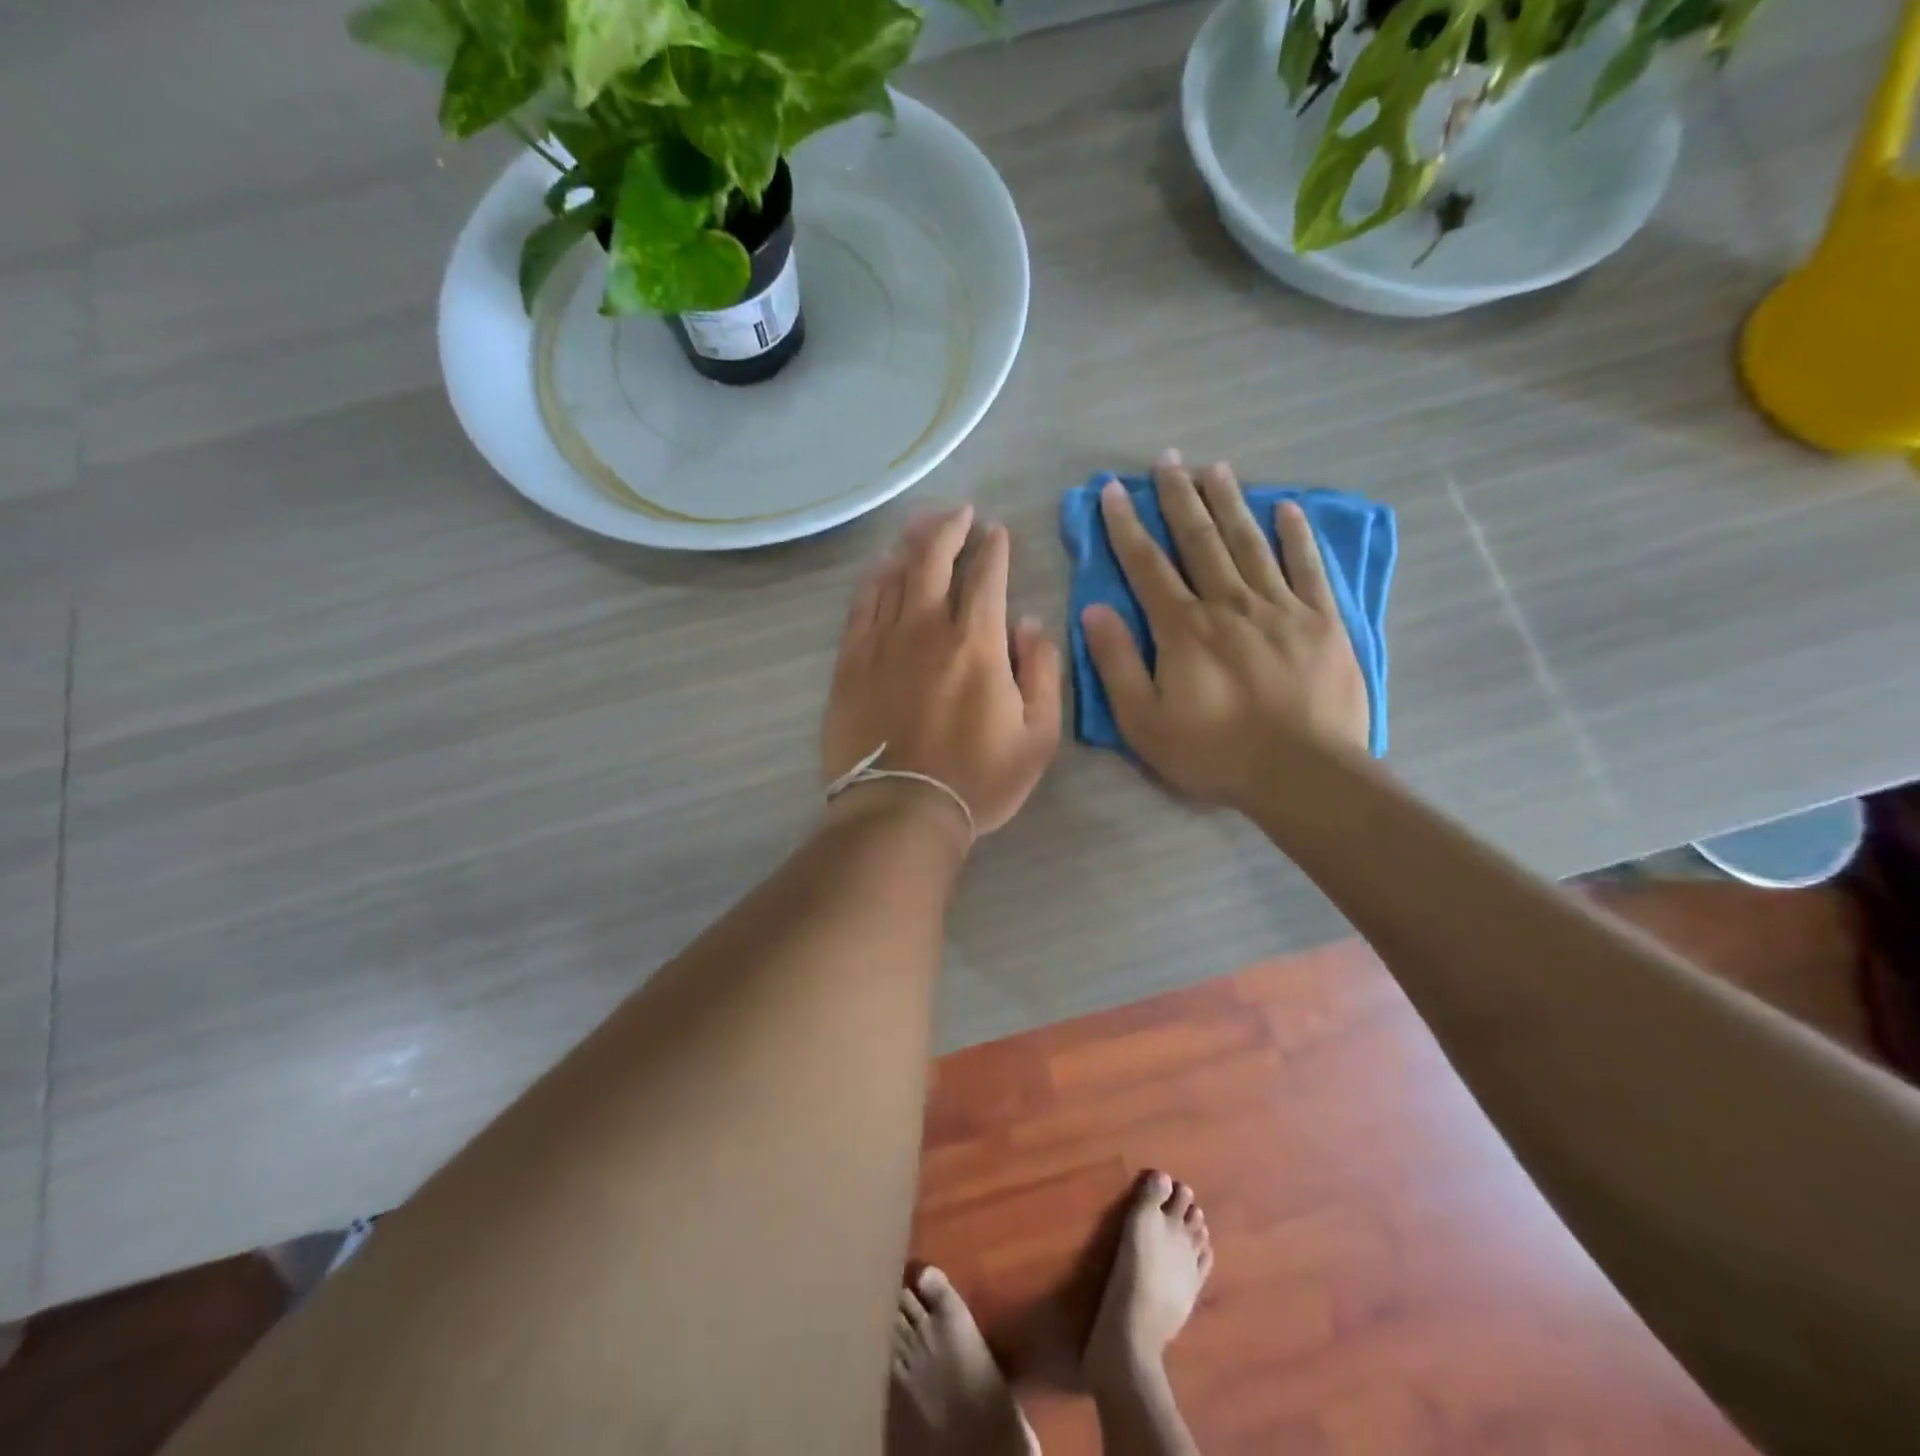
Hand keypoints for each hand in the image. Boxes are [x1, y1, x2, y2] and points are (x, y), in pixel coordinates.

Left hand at [823, 506, 1062, 840]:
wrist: (900, 812)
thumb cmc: (978, 780)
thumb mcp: (1038, 736)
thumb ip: (1042, 672)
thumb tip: (1030, 624)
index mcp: (978, 642)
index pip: (987, 575)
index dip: (994, 547)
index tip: (997, 532)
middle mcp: (928, 627)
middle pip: (934, 558)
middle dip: (950, 527)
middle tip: (960, 512)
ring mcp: (883, 641)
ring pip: (896, 573)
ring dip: (912, 543)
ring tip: (923, 526)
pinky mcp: (851, 661)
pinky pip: (862, 604)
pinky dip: (875, 578)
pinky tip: (883, 567)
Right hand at [1080, 453, 1369, 811]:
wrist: (1302, 774)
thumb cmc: (1214, 752)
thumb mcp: (1144, 721)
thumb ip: (1117, 662)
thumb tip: (1094, 609)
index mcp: (1183, 628)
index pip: (1148, 565)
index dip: (1127, 526)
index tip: (1114, 490)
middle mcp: (1229, 604)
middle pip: (1200, 541)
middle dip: (1179, 498)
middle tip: (1168, 459)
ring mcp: (1280, 608)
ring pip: (1249, 543)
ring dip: (1230, 503)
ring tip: (1216, 468)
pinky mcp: (1322, 622)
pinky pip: (1307, 568)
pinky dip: (1297, 536)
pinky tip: (1287, 508)